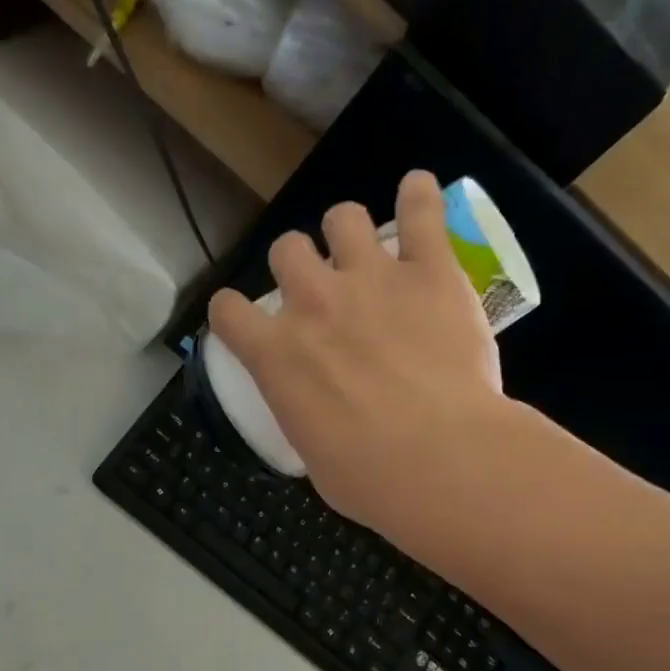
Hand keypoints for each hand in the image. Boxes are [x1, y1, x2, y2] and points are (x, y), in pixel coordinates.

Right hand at [207, 171, 506, 540]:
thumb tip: (320, 418)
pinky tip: (419, 192)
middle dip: (296, 265)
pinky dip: (419, 197)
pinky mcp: (430, 271)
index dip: (233, 312)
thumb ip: (306, 417)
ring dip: (347, 231)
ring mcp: (372, 279)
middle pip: (286, 249)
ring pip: (343, 217)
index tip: (246, 322)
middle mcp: (313, 302)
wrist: (442, 461)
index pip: (227, 310)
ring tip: (365, 251)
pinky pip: (422, 210)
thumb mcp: (314, 456)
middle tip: (318, 290)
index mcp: (276, 354)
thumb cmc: (370, 478)